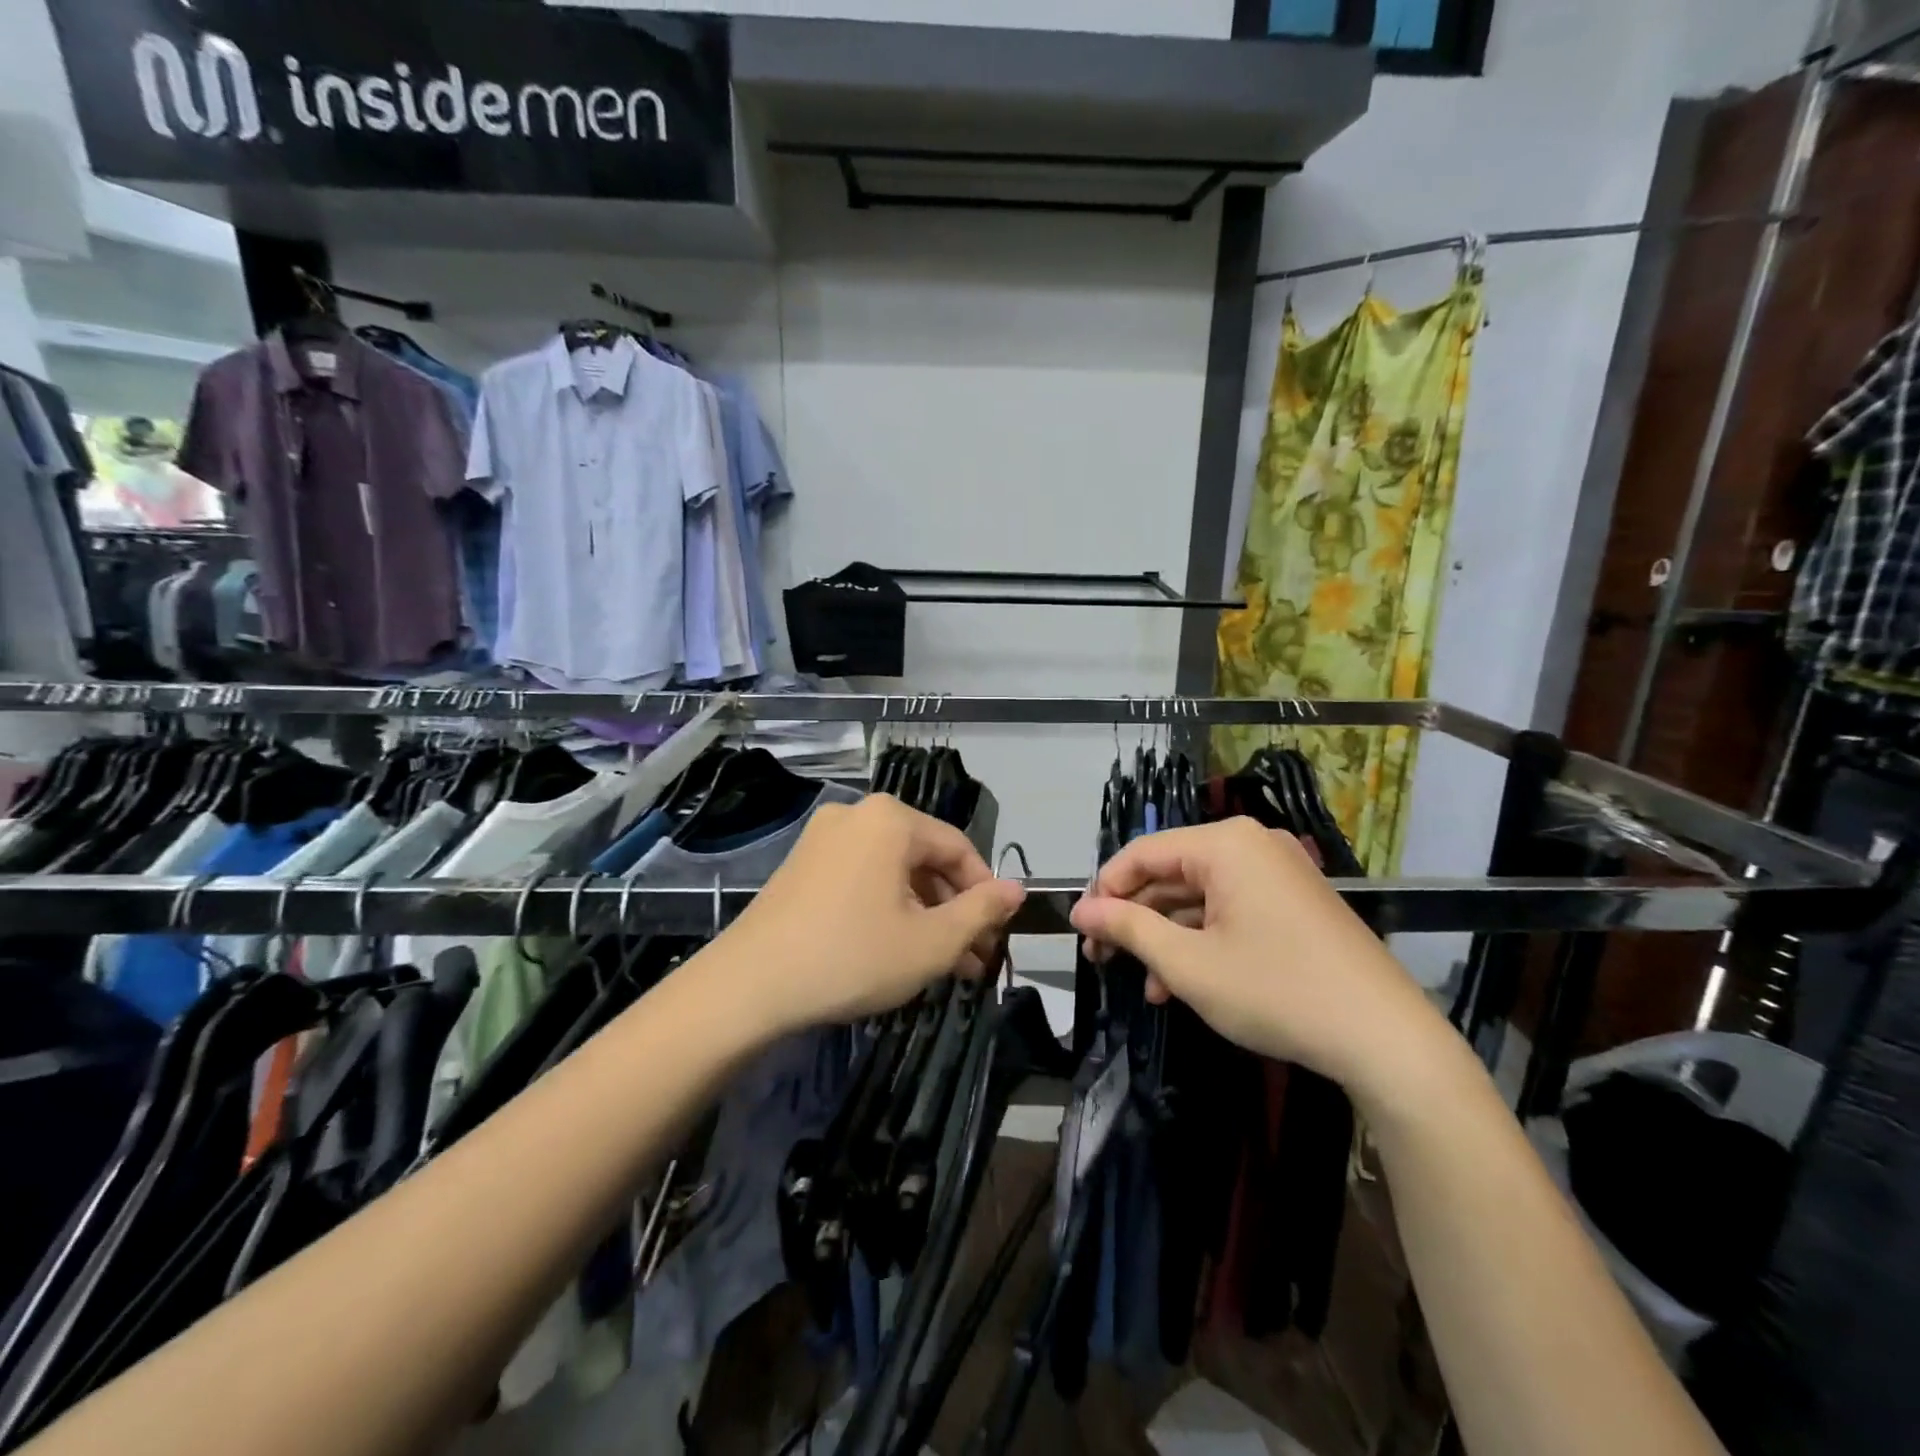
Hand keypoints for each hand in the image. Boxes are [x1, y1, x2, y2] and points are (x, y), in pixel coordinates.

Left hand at [715, 795, 1026, 1036]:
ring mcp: (823, 837)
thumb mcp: (931, 942)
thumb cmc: (852, 957)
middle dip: (952, 910)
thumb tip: (1017, 889)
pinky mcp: (801, 864)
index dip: (985, 893)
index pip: (959, 849)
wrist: (748, 986)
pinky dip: (886, 908)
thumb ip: (981, 911)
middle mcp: (856, 814)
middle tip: (972, 959)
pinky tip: (896, 950)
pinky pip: (861, 878)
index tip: (997, 936)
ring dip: (922, 914)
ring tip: (941, 965)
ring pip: (893, 872)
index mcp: (891, 819)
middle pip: (924, 859)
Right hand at [1068, 818, 1446, 1096]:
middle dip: (1135, 918)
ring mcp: (1278, 874)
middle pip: (1171, 873)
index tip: (1082, 932)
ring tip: (1145, 984)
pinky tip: (1182, 983)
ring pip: (1199, 896)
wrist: (1386, 1039)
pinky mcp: (1294, 903)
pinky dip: (1202, 941)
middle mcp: (1252, 846)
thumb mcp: (1188, 964)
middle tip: (1103, 959)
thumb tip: (1081, 911)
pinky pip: (1231, 910)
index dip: (1105, 891)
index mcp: (1225, 844)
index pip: (1142, 853)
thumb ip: (1127, 929)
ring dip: (1166, 937)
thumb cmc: (1275, 991)